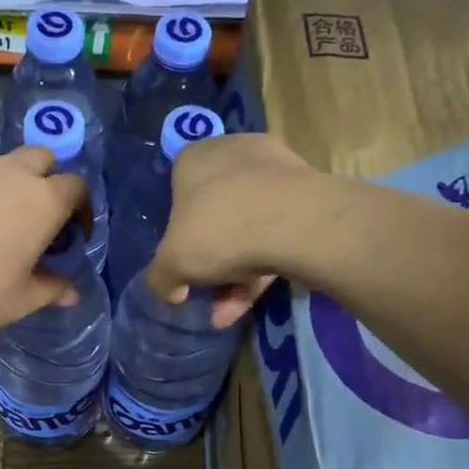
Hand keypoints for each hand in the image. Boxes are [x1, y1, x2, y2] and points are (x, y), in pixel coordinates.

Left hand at [0, 147, 88, 337]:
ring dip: (13, 188)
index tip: (74, 238)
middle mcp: (11, 175)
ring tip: (1, 229)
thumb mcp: (17, 301)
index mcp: (42, 201)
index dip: (82, 210)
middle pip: (43, 160)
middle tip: (42, 221)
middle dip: (50, 182)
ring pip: (5, 167)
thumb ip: (49, 291)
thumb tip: (71, 291)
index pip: (77, 187)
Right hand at [146, 133, 317, 328]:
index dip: (176, 230)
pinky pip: (275, 234)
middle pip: (214, 213)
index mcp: (195, 158)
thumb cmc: (219, 229)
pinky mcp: (306, 196)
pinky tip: (248, 306)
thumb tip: (172, 290)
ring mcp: (275, 173)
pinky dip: (261, 269)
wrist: (297, 224)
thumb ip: (161, 278)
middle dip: (209, 259)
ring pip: (247, 227)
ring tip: (226, 314)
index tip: (180, 259)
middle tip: (205, 291)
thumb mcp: (171, 263)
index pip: (176, 189)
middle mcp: (234, 154)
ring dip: (234, 274)